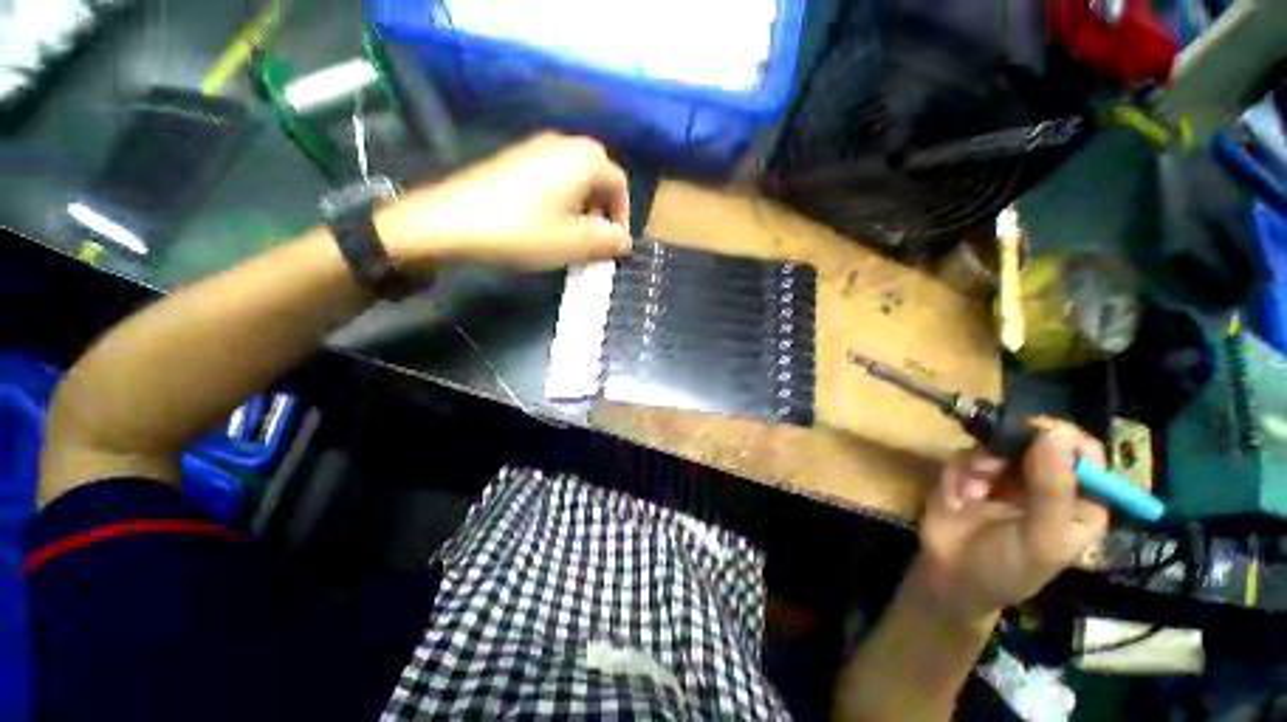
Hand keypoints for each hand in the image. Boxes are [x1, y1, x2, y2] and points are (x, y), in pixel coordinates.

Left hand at [377, 132, 632, 271]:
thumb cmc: (524, 232)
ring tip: (571, 235)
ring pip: (575, 177)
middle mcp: (563, 144)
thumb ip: (607, 242)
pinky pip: (552, 176)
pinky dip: (560, 199)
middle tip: (595, 239)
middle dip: (603, 210)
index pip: (620, 184)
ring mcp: (535, 148)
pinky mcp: (514, 159)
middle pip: (598, 177)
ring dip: (582, 206)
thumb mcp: (574, 244)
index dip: (623, 216)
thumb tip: (625, 240)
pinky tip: (545, 222)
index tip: (614, 244)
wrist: (450, 222)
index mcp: (584, 160)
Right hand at [912, 421, 1109, 622]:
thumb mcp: (1040, 537)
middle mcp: (1045, 483)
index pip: (1086, 455)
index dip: (1065, 441)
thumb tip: (1058, 433)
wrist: (950, 577)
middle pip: (1038, 442)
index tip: (1037, 437)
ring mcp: (1005, 477)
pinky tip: (956, 500)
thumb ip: (1052, 489)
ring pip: (996, 446)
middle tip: (993, 466)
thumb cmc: (1008, 567)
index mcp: (1079, 502)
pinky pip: (964, 456)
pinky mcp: (969, 474)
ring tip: (972, 495)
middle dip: (1011, 452)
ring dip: (980, 466)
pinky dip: (957, 475)